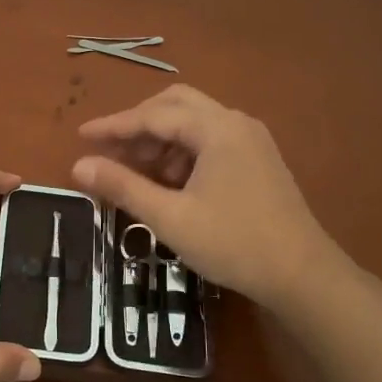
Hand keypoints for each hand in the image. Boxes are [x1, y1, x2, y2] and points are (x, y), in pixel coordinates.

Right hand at [72, 85, 342, 308]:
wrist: (302, 275)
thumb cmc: (233, 243)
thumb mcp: (170, 218)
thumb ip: (123, 186)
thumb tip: (78, 166)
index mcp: (216, 129)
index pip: (153, 115)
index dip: (114, 126)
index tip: (81, 136)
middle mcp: (236, 123)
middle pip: (176, 105)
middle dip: (139, 125)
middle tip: (111, 151)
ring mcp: (252, 140)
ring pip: (195, 123)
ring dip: (161, 141)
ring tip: (136, 174)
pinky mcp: (259, 160)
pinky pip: (212, 141)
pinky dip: (184, 153)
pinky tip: (170, 184)